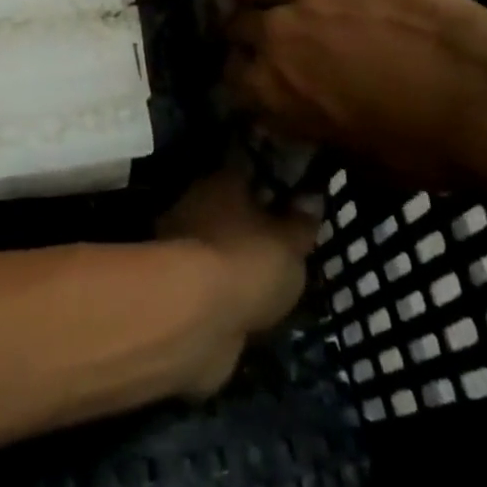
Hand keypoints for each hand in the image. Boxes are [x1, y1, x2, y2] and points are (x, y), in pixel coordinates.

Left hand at [156, 168, 317, 397]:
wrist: (192, 316)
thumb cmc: (246, 261)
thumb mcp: (290, 242)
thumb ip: (302, 222)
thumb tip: (311, 198)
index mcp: (221, 180)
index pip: (249, 171)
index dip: (274, 186)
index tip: (296, 202)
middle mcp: (196, 202)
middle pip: (231, 208)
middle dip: (255, 226)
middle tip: (287, 247)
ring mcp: (180, 242)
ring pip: (220, 243)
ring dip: (239, 258)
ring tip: (272, 282)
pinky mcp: (175, 281)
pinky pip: (211, 277)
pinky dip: (227, 288)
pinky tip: (250, 304)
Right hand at [223, 0, 486, 185]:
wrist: (483, 90)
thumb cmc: (427, 143)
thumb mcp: (361, 159)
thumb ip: (317, 128)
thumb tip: (309, 115)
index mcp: (273, 91)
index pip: (232, 79)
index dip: (239, 78)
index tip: (250, 77)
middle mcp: (274, 36)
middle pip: (237, 25)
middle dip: (239, 31)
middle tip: (250, 31)